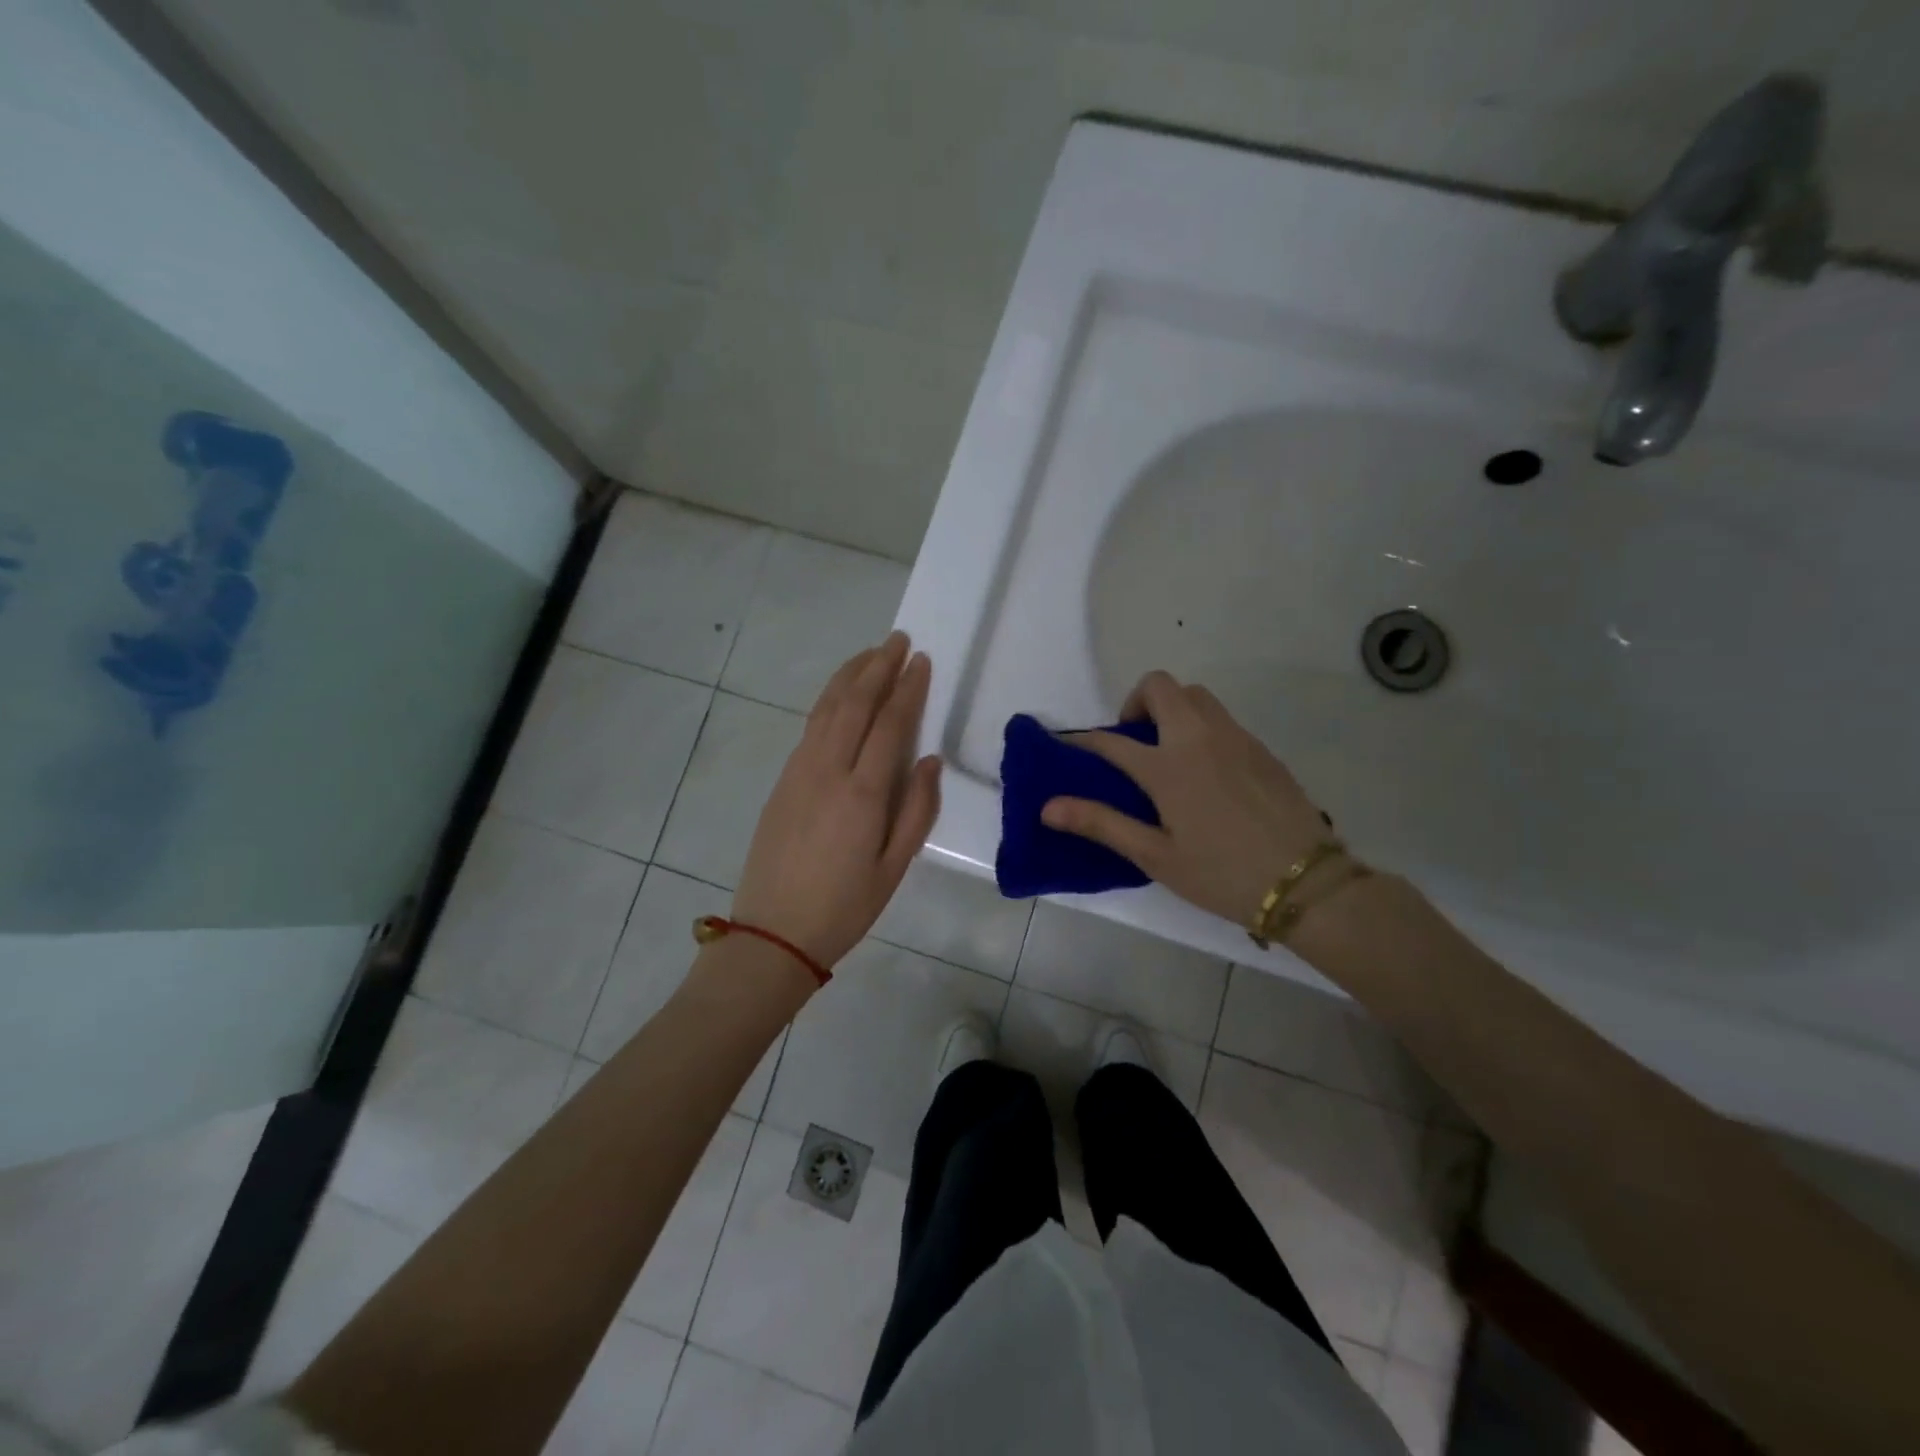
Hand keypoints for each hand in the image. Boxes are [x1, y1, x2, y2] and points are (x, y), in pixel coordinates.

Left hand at [732, 632, 941, 969]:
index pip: (890, 724)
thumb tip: (929, 761)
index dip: (908, 688)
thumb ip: (917, 811)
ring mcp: (800, 771)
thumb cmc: (844, 906)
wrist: (773, 933)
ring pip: (827, 709)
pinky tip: (840, 695)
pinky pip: (810, 727)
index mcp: (862, 793)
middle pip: (855, 704)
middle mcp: (828, 770)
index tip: (921, 660)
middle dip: (878, 667)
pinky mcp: (783, 780)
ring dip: (850, 676)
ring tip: (870, 653)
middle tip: (898, 640)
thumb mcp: (894, 867)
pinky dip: (828, 700)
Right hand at [1041, 671, 1331, 927]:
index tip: (1068, 747)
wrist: (1305, 882)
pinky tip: (1205, 770)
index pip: (1111, 739)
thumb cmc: (1221, 874)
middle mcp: (1199, 738)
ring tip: (1166, 752)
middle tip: (1132, 742)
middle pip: (1160, 686)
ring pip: (1195, 695)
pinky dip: (1200, 725)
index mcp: (1168, 766)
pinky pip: (1221, 717)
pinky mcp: (1260, 748)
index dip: (1082, 740)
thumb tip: (1048, 806)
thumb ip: (1101, 824)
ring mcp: (1235, 738)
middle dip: (1135, 702)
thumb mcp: (1155, 856)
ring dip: (1171, 708)